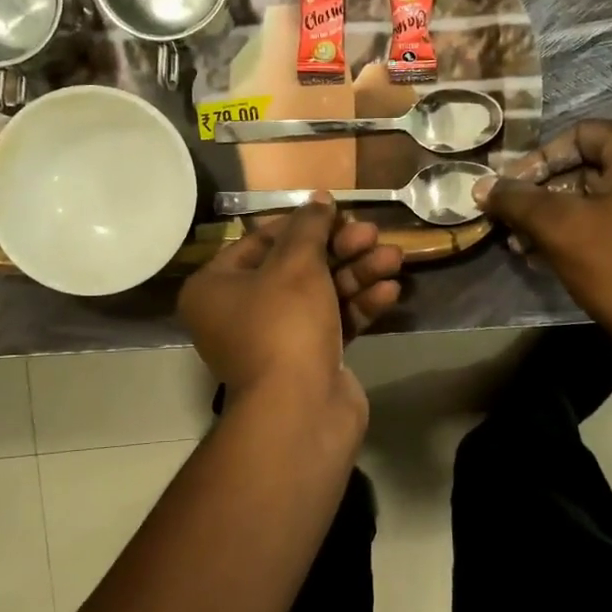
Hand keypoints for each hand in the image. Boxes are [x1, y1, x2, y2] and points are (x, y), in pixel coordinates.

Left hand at [179, 197, 401, 427]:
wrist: (300, 411)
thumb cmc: (284, 324)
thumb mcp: (296, 265)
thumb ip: (309, 227)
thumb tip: (318, 200)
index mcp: (216, 287)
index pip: (259, 241)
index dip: (301, 224)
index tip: (337, 212)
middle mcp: (239, 312)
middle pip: (295, 267)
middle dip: (339, 249)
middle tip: (373, 233)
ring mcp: (274, 339)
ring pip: (319, 294)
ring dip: (357, 274)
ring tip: (394, 257)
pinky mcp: (307, 360)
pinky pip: (332, 322)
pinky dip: (358, 306)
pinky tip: (390, 291)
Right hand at [475, 121, 611, 358]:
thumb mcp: (559, 227)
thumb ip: (517, 199)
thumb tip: (482, 187)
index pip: (581, 134)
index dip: (538, 157)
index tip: (510, 188)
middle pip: (590, 166)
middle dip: (543, 193)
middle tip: (512, 221)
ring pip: (601, 197)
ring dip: (557, 216)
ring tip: (523, 245)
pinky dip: (583, 232)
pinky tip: (549, 258)